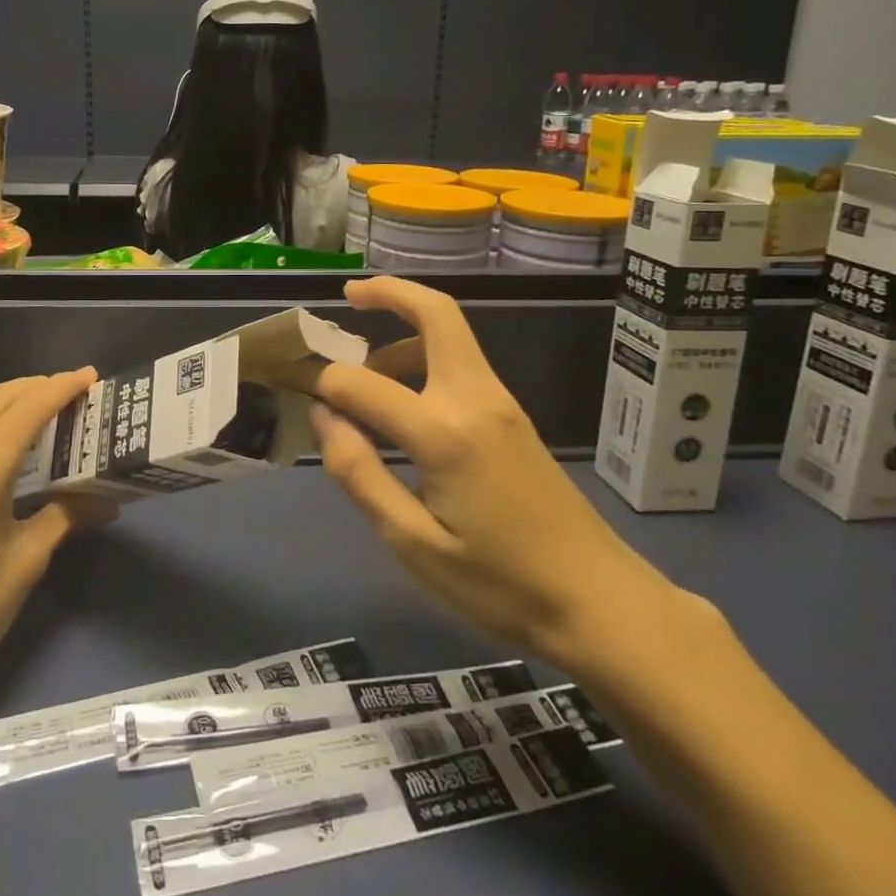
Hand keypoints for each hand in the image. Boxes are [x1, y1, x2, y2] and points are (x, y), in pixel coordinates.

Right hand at [302, 277, 680, 670]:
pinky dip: (423, 356)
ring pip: (449, 335)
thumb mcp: (414, 544)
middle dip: (389, 292)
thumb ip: (361, 474)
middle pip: (435, 314)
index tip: (295, 387)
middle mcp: (474, 398)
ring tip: (363, 366)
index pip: (363, 384)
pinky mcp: (511, 417)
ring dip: (404, 330)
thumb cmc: (501, 585)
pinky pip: (461, 363)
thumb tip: (324, 418)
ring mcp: (499, 403)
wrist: (601, 603)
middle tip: (347, 295)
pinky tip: (401, 399)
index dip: (322, 382)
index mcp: (444, 433)